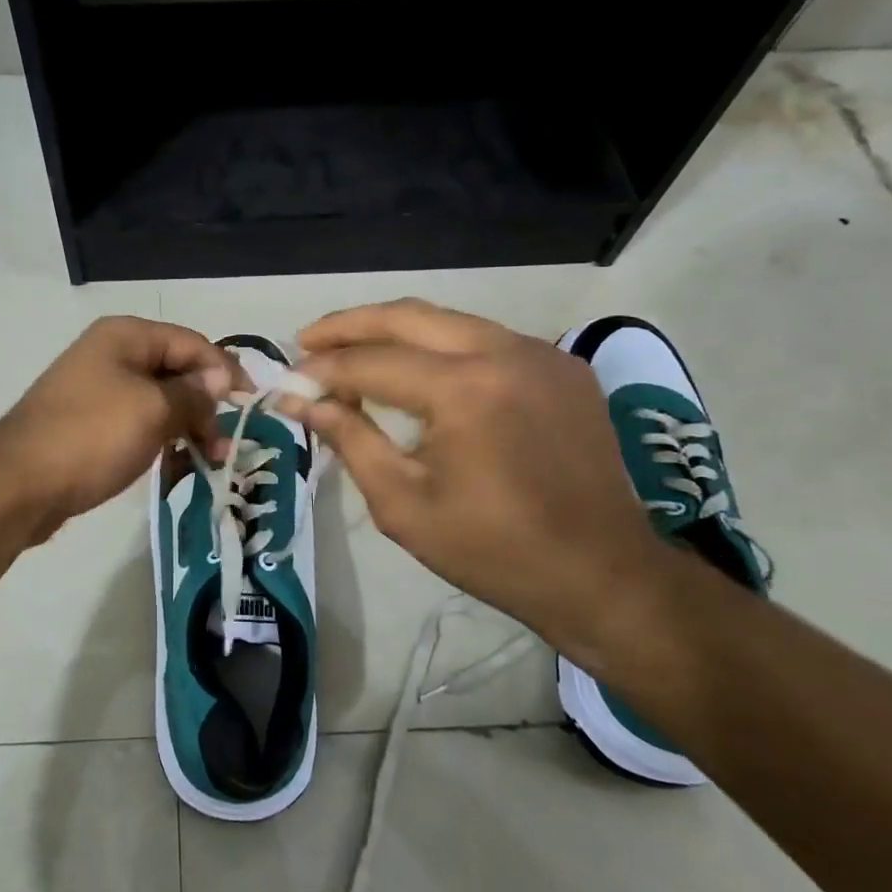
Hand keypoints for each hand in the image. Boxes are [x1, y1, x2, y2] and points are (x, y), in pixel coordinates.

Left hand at [0, 317, 247, 543]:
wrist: (18, 485)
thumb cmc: (92, 436)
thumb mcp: (154, 411)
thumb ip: (194, 392)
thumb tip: (222, 377)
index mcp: (126, 336)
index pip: (191, 343)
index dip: (225, 371)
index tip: (251, 404)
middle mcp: (111, 354)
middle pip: (176, 372)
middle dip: (205, 406)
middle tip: (223, 447)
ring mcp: (97, 390)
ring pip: (159, 402)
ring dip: (186, 428)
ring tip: (205, 462)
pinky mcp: (89, 424)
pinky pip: (138, 424)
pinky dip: (160, 441)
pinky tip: (174, 468)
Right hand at [279, 299, 665, 656]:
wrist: (604, 575)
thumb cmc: (494, 551)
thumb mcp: (404, 503)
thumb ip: (351, 439)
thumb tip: (301, 401)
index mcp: (466, 389)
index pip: (373, 362)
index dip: (323, 371)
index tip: (287, 381)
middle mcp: (505, 352)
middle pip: (409, 316)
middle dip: (350, 324)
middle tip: (308, 340)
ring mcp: (541, 354)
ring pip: (449, 321)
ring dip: (394, 331)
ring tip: (351, 351)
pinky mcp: (563, 366)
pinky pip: (485, 339)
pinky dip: (440, 346)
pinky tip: (416, 370)